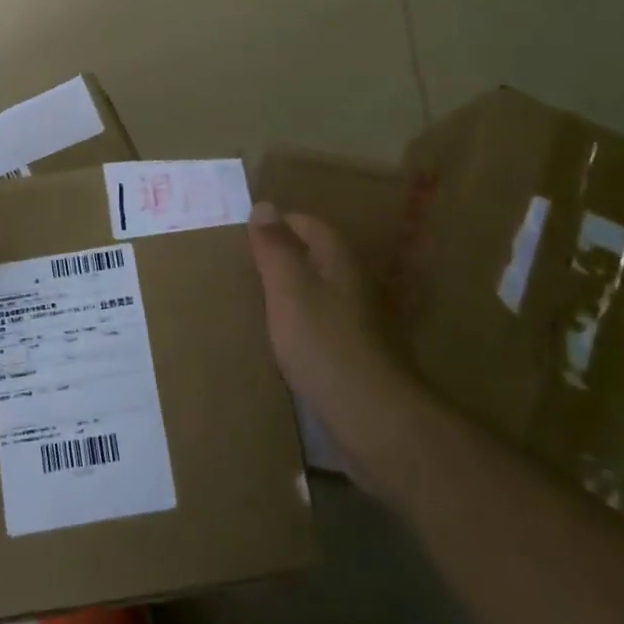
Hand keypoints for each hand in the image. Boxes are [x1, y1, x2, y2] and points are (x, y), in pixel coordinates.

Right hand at [247, 202, 415, 465]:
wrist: (375, 418)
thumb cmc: (324, 342)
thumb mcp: (288, 288)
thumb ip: (275, 248)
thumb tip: (264, 205)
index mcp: (340, 261)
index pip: (310, 225)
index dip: (280, 223)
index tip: (249, 231)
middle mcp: (357, 285)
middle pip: (319, 258)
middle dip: (288, 256)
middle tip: (249, 265)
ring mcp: (364, 324)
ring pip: (324, 293)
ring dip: (297, 292)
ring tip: (262, 301)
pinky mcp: (361, 358)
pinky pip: (327, 327)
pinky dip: (306, 325)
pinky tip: (288, 341)